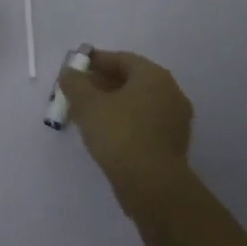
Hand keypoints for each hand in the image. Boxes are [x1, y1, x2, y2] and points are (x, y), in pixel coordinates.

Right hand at [58, 50, 194, 202]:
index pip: (122, 59)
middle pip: (132, 80)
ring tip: (89, 114)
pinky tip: (107, 133)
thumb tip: (70, 72)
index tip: (76, 69)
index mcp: (154, 76)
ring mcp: (176, 119)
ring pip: (139, 102)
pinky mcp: (174, 143)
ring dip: (114, 103)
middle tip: (80, 92)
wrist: (153, 186)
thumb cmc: (119, 135)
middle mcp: (170, 92)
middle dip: (104, 83)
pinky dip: (127, 120)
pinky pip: (146, 122)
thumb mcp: (87, 105)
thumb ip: (74, 83)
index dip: (96, 61)